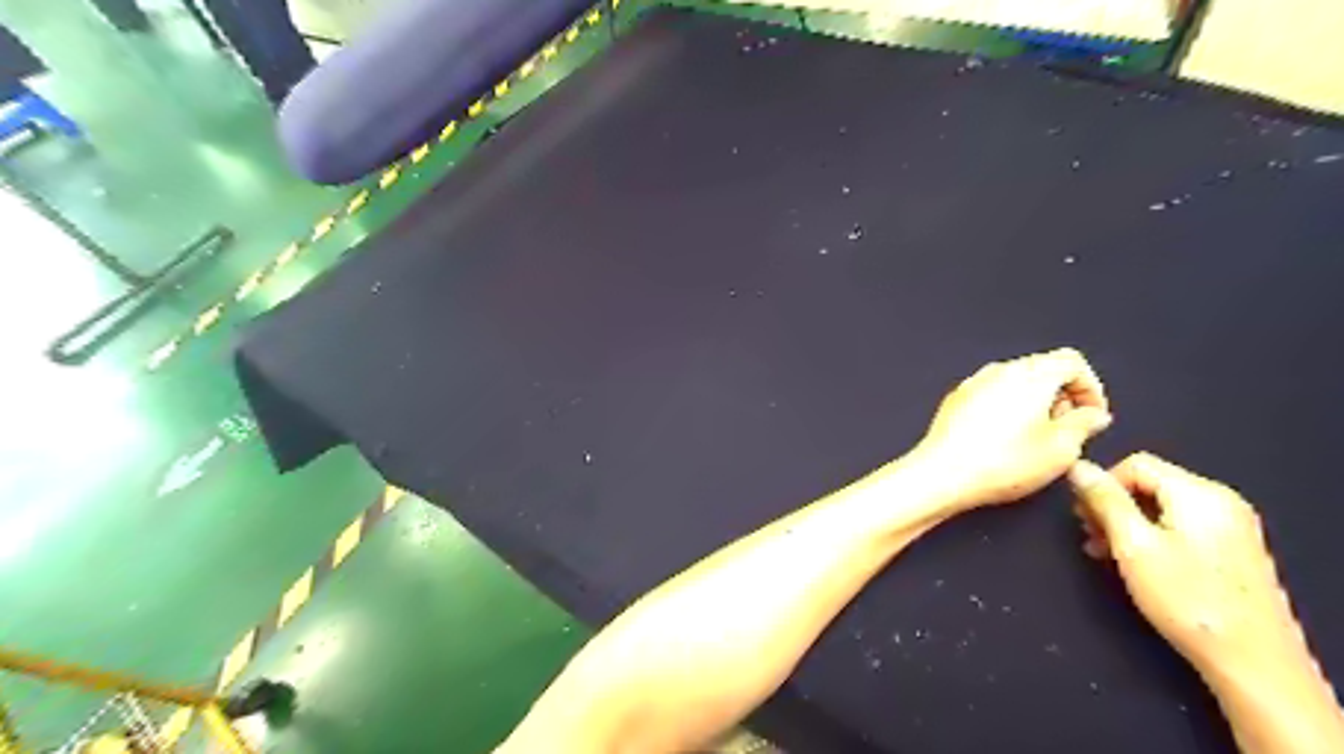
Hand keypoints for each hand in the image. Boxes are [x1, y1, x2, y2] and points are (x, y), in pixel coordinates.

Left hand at [914, 350, 1112, 509]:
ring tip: (1036, 439)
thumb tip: (1092, 415)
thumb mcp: (1061, 449)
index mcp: (1031, 374)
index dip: (1090, 388)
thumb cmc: (1001, 463)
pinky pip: (991, 395)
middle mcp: (999, 371)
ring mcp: (973, 383)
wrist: (943, 473)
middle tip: (1067, 430)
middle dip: (1062, 396)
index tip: (1092, 415)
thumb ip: (1085, 425)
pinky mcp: (956, 400)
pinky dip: (1007, 409)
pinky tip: (1005, 440)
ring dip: (1034, 403)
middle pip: (1042, 369)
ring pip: (1015, 382)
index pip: (1072, 361)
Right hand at [1072, 458, 1314, 680]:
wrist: (1252, 660)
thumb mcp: (1133, 545)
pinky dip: (1151, 535)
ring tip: (1105, 551)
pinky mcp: (1231, 548)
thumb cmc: (1187, 599)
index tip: (1083, 515)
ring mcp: (1230, 525)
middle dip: (1113, 504)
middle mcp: (1220, 501)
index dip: (1102, 483)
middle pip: (1150, 483)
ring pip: (1162, 505)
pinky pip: (1180, 524)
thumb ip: (1105, 501)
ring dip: (1127, 522)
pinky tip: (1134, 561)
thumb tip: (1079, 467)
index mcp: (1199, 494)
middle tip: (1090, 534)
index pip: (1136, 463)